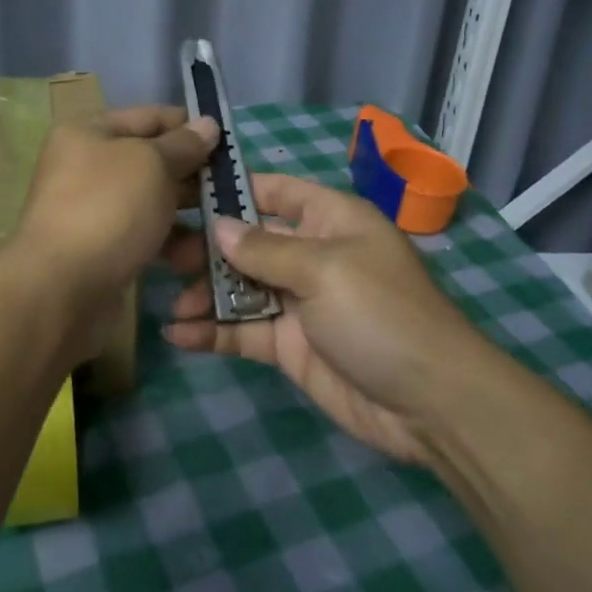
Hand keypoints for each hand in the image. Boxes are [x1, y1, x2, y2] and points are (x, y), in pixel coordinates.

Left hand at [13, 105, 217, 304]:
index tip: (230, 142)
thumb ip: (184, 144)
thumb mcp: (152, 164)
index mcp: (89, 133)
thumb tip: (207, 124)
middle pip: (153, 161)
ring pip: (154, 202)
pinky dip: (172, 243)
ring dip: (190, 212)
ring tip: (224, 223)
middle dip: (194, 173)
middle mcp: (88, 167)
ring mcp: (95, 211)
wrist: (61, 289)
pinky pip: (147, 236)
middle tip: (235, 186)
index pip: (150, 117)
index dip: (190, 126)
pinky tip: (198, 256)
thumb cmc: (108, 209)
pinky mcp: (104, 250)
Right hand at [163, 174, 492, 463]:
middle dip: (207, 246)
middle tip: (161, 252)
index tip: (182, 190)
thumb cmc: (380, 313)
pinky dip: (212, 331)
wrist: (430, 403)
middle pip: (249, 241)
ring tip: (168, 297)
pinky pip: (244, 331)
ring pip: (241, 287)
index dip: (232, 188)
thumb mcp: (324, 269)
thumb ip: (265, 249)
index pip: (274, 191)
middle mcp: (311, 255)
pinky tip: (177, 334)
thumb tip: (218, 227)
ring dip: (204, 292)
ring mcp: (299, 302)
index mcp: (330, 220)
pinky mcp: (290, 346)